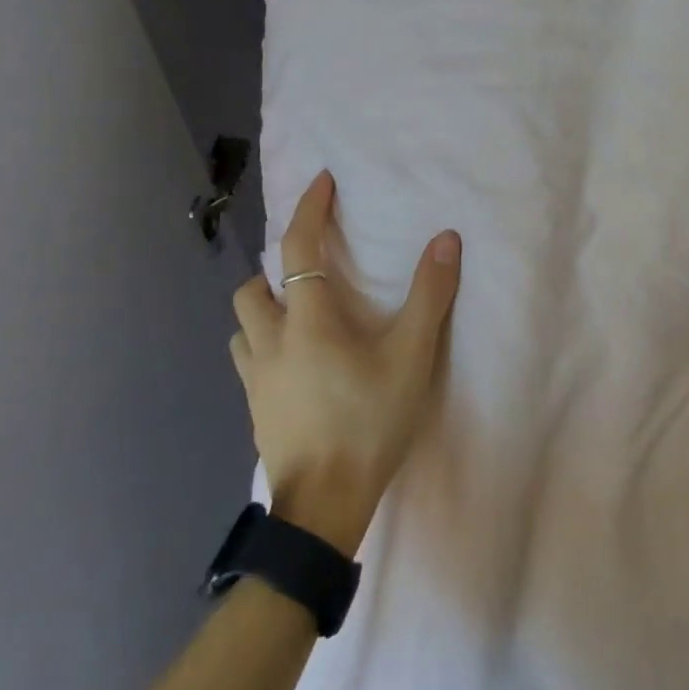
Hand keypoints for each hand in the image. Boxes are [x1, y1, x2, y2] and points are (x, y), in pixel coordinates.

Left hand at [231, 170, 461, 556]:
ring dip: (264, 310)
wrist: (324, 507)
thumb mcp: (411, 357)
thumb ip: (429, 296)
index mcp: (306, 321)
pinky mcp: (255, 412)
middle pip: (252, 289)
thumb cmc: (369, 423)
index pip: (298, 248)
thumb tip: (445, 239)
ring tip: (299, 316)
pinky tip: (295, 366)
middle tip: (310, 271)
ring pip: (243, 328)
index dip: (309, 209)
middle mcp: (270, 343)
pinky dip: (266, 347)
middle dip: (274, 269)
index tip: (321, 182)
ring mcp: (255, 382)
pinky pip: (250, 363)